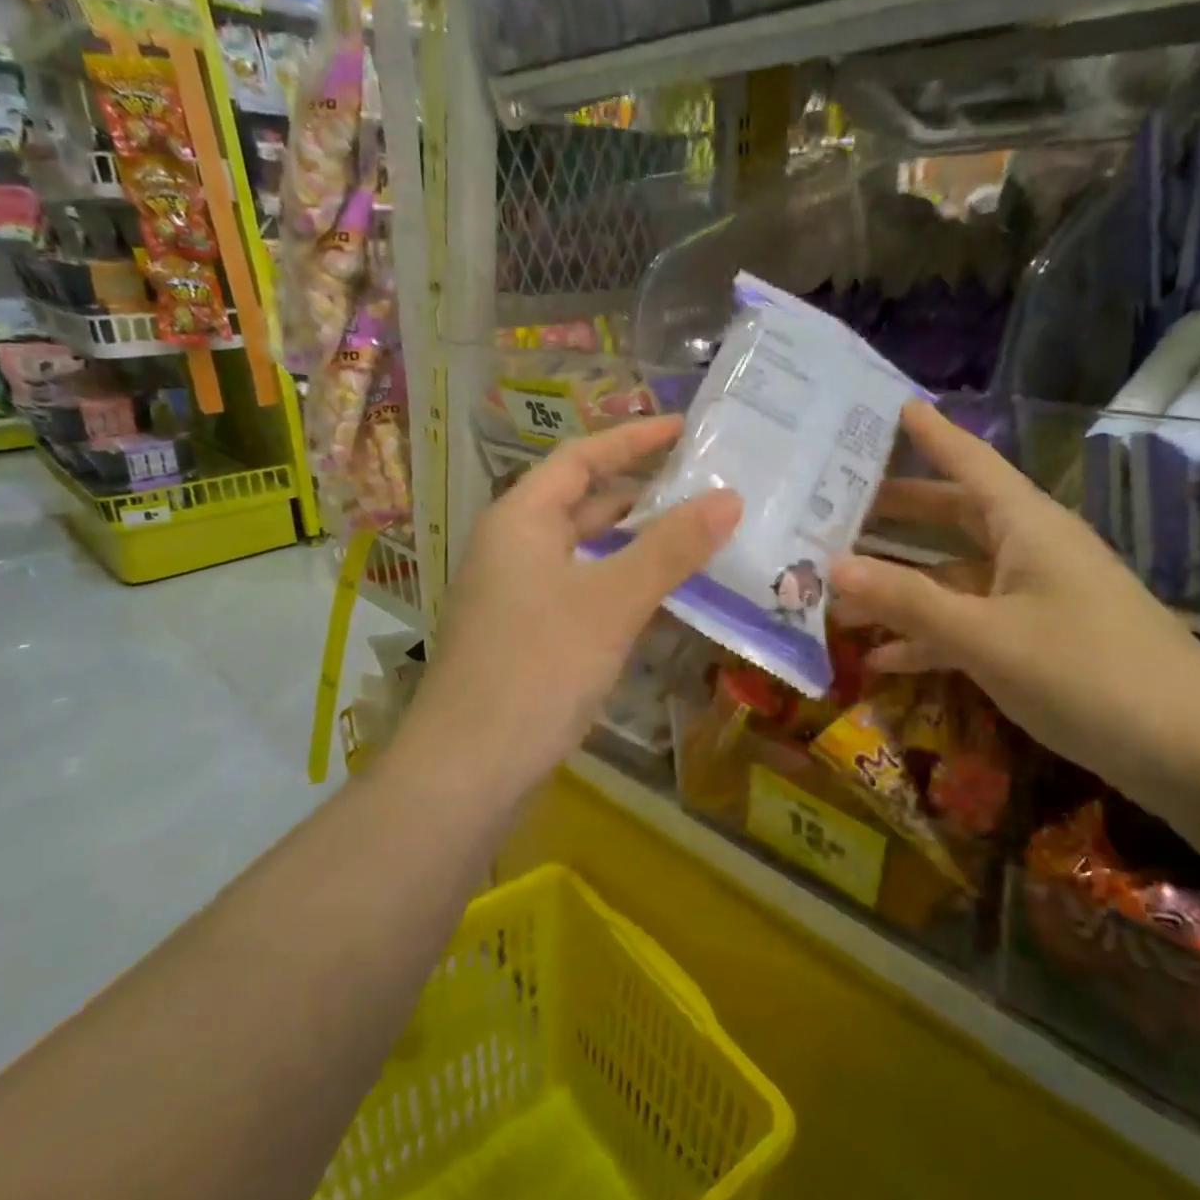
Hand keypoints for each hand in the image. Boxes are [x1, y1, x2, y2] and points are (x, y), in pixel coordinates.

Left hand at [402, 416, 740, 799]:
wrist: (470, 769)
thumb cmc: (538, 667)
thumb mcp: (612, 600)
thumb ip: (671, 547)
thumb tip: (729, 498)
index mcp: (521, 519)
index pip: (581, 458)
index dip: (633, 439)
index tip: (686, 430)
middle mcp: (514, 547)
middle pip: (584, 502)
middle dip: (643, 493)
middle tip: (706, 487)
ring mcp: (519, 594)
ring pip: (587, 551)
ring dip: (638, 542)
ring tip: (700, 535)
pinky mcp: (529, 635)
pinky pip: (585, 590)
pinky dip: (624, 583)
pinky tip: (665, 596)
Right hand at [832, 403, 1199, 788]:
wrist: (1197, 755)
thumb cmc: (1089, 674)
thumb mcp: (987, 637)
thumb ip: (908, 601)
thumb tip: (833, 567)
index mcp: (1027, 525)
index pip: (971, 460)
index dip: (933, 432)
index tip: (894, 404)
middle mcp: (1031, 550)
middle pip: (954, 516)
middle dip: (898, 513)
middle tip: (838, 504)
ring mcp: (1037, 598)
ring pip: (956, 577)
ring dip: (902, 587)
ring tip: (839, 594)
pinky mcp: (1041, 642)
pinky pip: (972, 624)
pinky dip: (931, 636)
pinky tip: (885, 659)